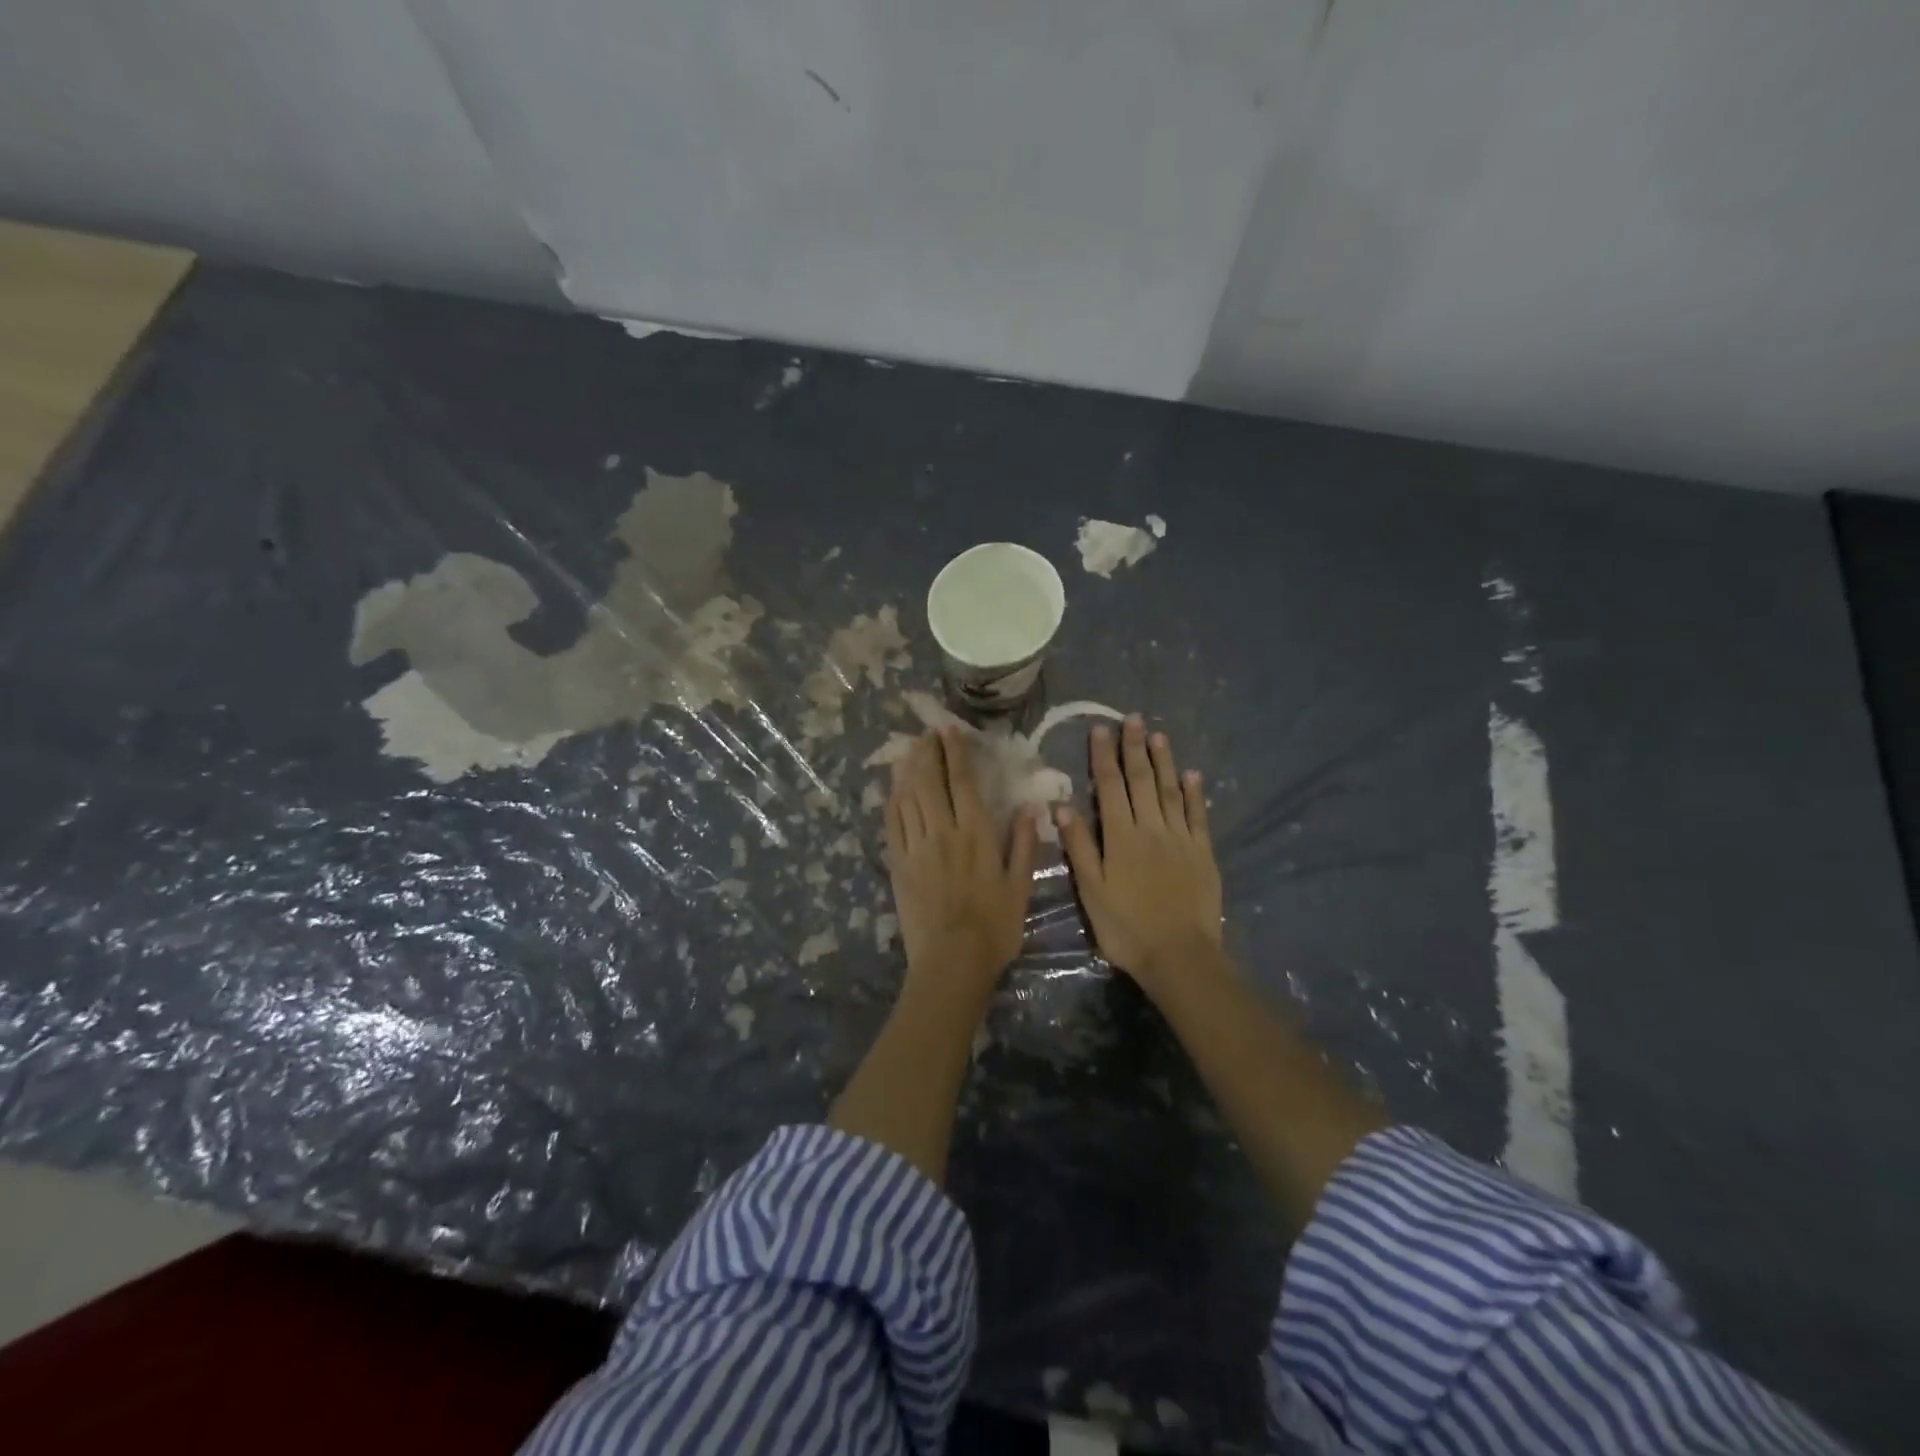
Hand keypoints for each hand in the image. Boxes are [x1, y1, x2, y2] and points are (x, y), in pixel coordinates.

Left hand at [884, 728, 1038, 993]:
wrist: (952, 961)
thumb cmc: (994, 926)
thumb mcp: (1020, 886)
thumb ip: (1023, 844)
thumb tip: (1029, 807)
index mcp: (976, 834)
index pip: (963, 782)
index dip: (955, 753)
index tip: (950, 731)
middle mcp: (943, 831)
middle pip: (930, 782)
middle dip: (927, 753)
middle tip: (926, 733)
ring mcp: (916, 847)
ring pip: (908, 797)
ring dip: (908, 770)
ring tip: (909, 750)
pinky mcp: (898, 864)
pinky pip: (892, 824)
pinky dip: (892, 801)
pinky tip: (893, 789)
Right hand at [1056, 716, 1222, 993]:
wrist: (1179, 956)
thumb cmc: (1126, 928)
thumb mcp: (1091, 891)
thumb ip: (1079, 847)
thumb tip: (1062, 807)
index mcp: (1120, 837)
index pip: (1109, 787)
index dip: (1104, 757)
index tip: (1101, 729)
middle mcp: (1151, 829)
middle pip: (1142, 781)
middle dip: (1135, 748)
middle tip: (1132, 718)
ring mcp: (1181, 839)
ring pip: (1170, 791)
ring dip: (1164, 761)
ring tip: (1158, 735)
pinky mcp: (1203, 853)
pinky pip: (1198, 816)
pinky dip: (1194, 793)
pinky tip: (1192, 775)